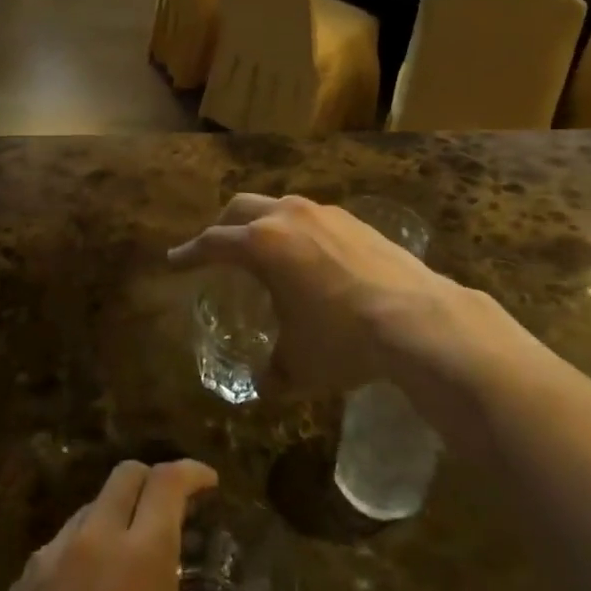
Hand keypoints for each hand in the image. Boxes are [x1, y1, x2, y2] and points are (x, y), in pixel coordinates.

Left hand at [0, 460, 270, 590]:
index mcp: (140, 558)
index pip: (169, 479)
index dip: (194, 472)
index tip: (211, 487)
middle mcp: (92, 543)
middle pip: (126, 476)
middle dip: (156, 483)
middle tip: (176, 517)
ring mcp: (46, 564)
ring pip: (88, 508)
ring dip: (116, 515)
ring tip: (132, 559)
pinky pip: (56, 547)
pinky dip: (82, 550)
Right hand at [167, 194, 477, 399]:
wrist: (416, 318)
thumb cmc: (342, 339)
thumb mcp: (298, 365)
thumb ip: (273, 372)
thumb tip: (264, 384)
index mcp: (262, 243)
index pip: (212, 242)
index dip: (189, 253)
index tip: (175, 260)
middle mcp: (289, 217)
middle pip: (241, 208)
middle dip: (224, 226)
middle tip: (216, 247)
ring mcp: (326, 213)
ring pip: (281, 206)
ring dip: (264, 223)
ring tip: (265, 249)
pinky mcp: (357, 220)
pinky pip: (314, 218)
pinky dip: (299, 230)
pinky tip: (311, 257)